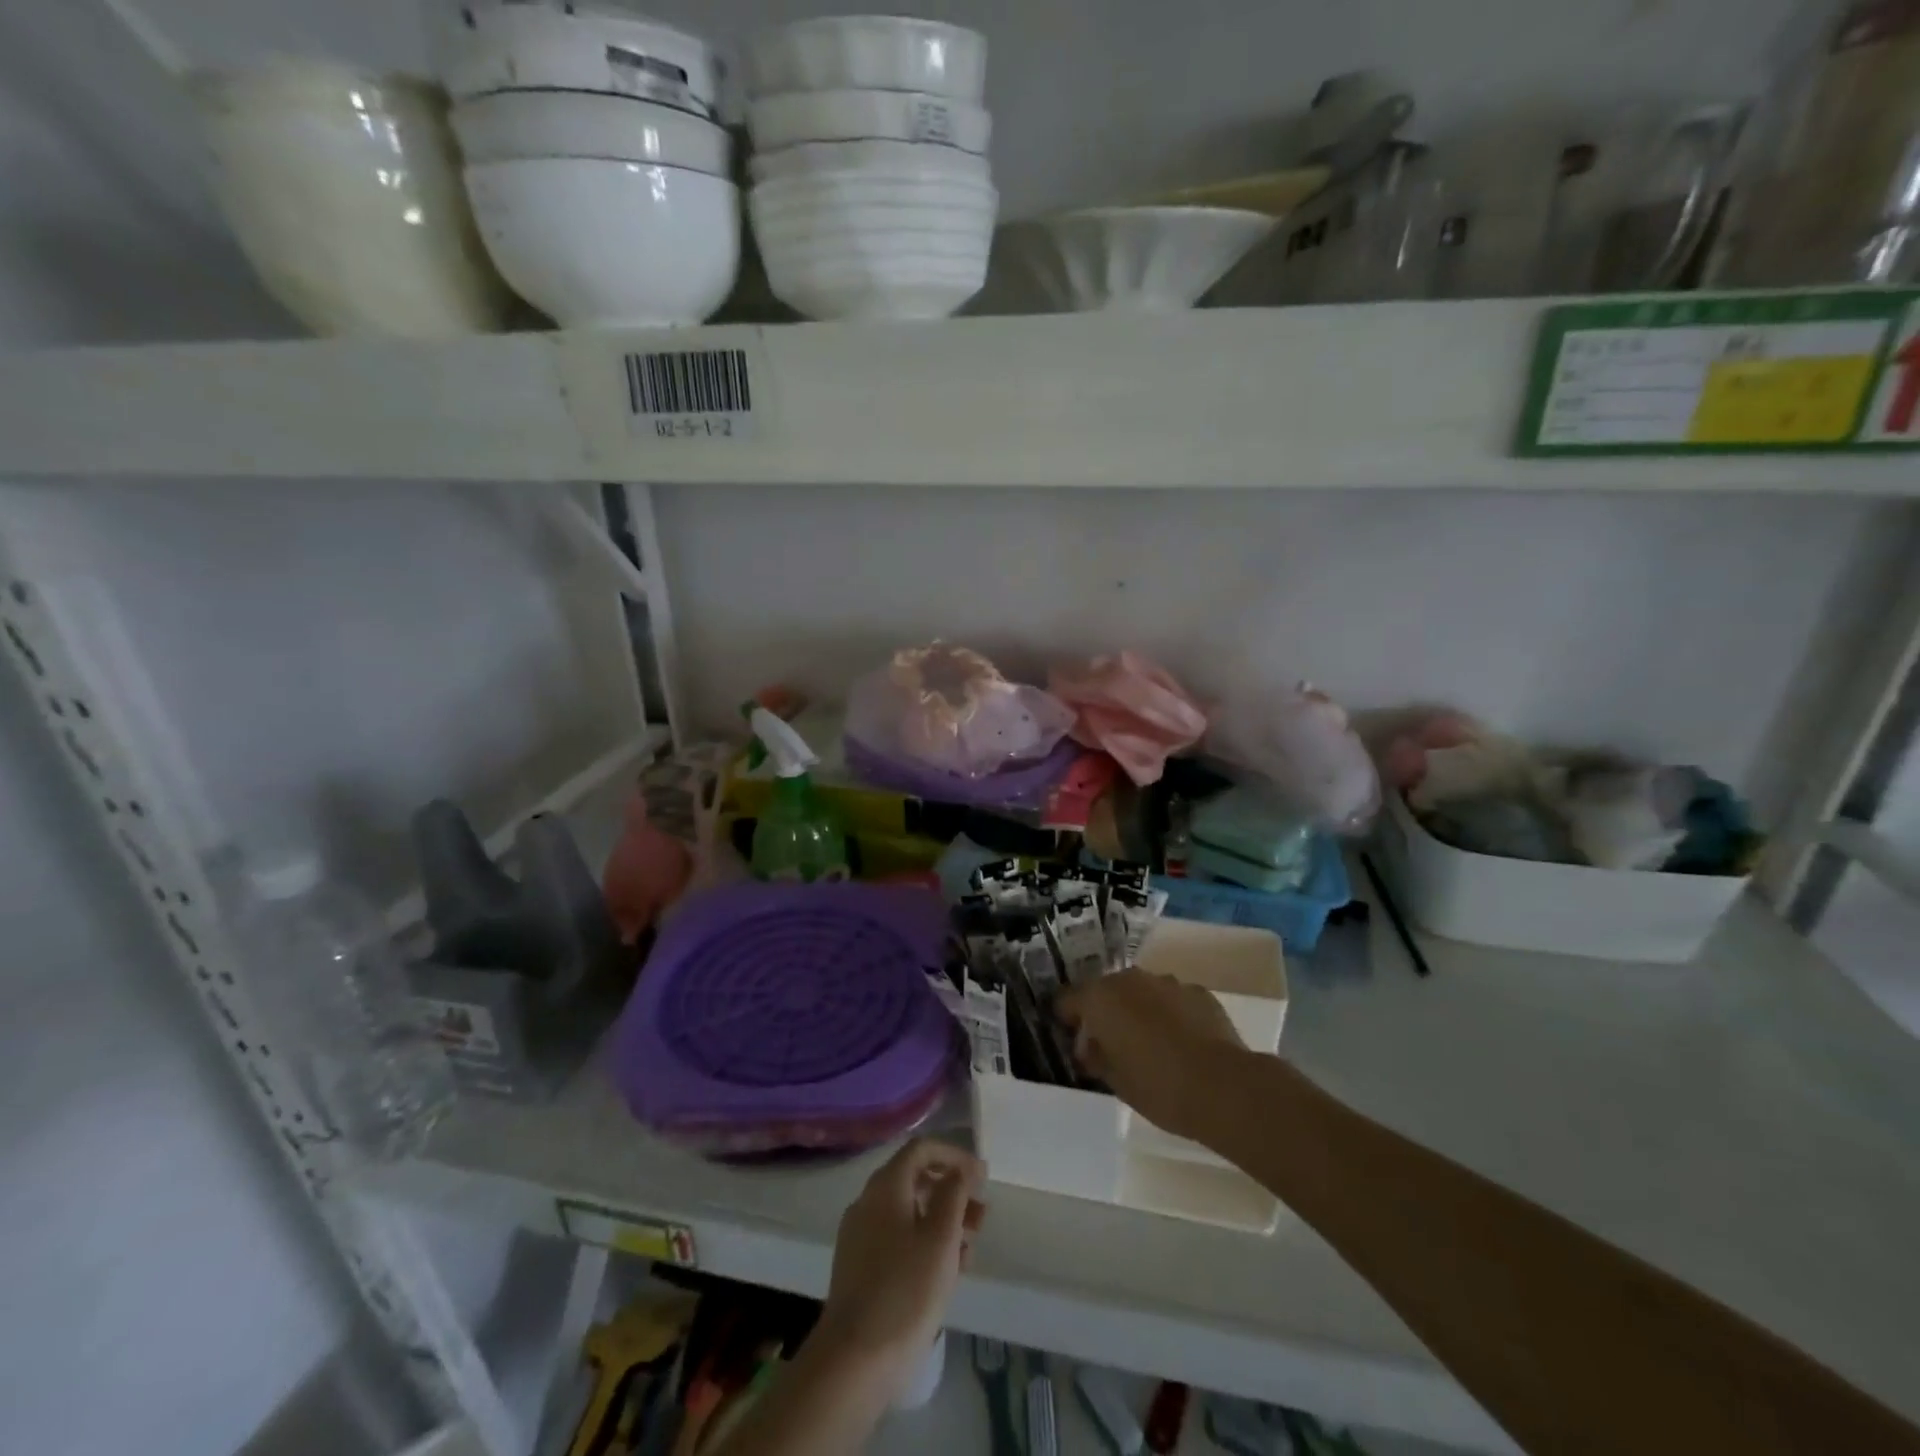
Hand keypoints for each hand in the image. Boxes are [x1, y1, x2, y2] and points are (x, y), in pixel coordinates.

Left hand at [814, 1138, 986, 1397]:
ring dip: (941, 1221)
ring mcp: (860, 1234)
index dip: (954, 1156)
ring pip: (908, 1212)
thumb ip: (954, 1193)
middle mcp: (868, 1201)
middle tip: (982, 1217)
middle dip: (952, 1192)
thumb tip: (962, 1167)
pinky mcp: (859, 1266)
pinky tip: (945, 1272)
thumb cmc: (906, 1290)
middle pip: (915, 1180)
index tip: (982, 1177)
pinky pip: (897, 1238)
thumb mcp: (941, 1237)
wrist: (854, 1360)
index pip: (922, 1149)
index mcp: (885, 1186)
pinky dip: (923, 1242)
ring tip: (969, 1250)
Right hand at [1057, 970, 1246, 1140]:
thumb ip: (1095, 1057)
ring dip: (1138, 1011)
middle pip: (1106, 991)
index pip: (1068, 999)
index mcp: (1101, 998)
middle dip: (1105, 1013)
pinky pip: (1172, 1000)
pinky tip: (1181, 1044)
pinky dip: (1170, 1015)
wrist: (1223, 1087)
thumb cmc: (1158, 1087)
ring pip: (1141, 993)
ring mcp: (1167, 982)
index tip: (1072, 1040)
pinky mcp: (1199, 992)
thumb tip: (1089, 1047)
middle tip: (1111, 1046)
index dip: (1066, 1019)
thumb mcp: (1114, 1081)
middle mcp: (1130, 980)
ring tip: (1150, 1046)